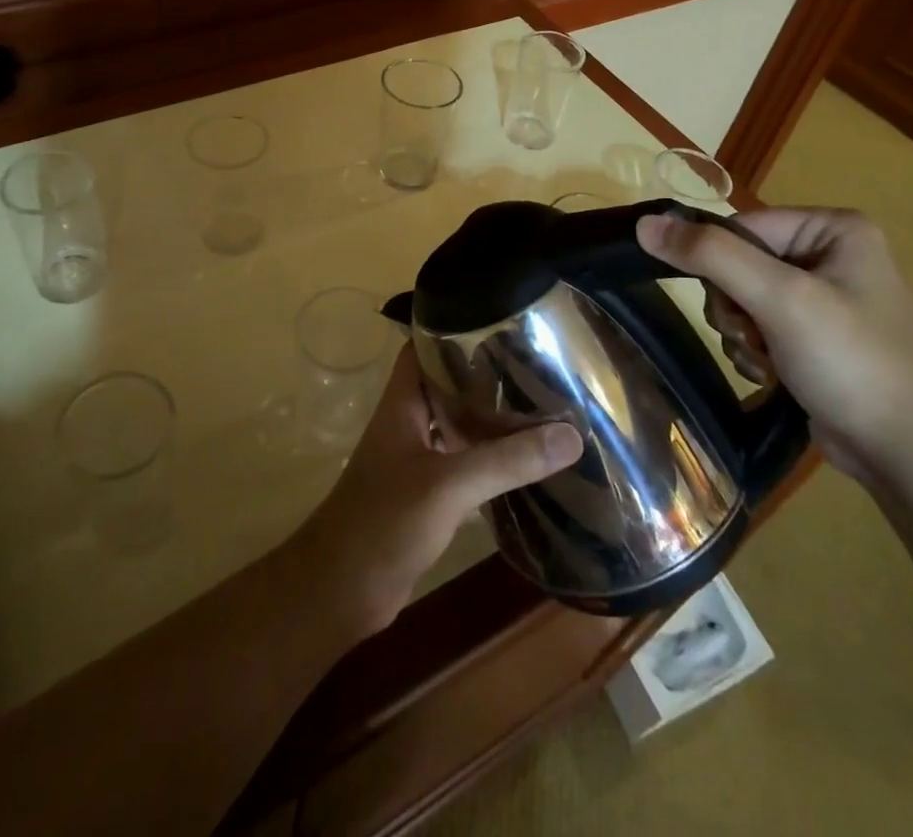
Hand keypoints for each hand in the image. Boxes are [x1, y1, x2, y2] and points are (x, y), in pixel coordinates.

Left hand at [288, 343, 583, 638]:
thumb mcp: (448, 485)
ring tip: (539, 404)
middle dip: (485, 375)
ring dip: (489, 418)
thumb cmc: (385, 521)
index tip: (500, 321)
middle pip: (447, 385)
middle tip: (535, 363)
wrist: (342, 591)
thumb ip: (506, 461)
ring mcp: (415, 460)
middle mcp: (408, 423)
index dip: (454, 329)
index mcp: (402, 403)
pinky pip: (462, 464)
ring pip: (456, 426)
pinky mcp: (425, 495)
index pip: (425, 347)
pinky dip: (488, 460)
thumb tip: (571, 436)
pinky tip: (524, 462)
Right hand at [636, 207, 912, 480]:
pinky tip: (770, 374)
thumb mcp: (779, 298)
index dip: (721, 265)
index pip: (741, 226)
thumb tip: (644, 224)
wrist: (911, 453)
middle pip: (737, 263)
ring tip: (766, 360)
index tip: (734, 307)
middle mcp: (829, 254)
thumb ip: (709, 255)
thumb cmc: (852, 361)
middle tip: (754, 336)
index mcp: (833, 228)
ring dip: (741, 333)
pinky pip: (758, 325)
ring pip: (741, 297)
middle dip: (734, 306)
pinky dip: (753, 350)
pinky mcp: (815, 336)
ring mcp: (823, 297)